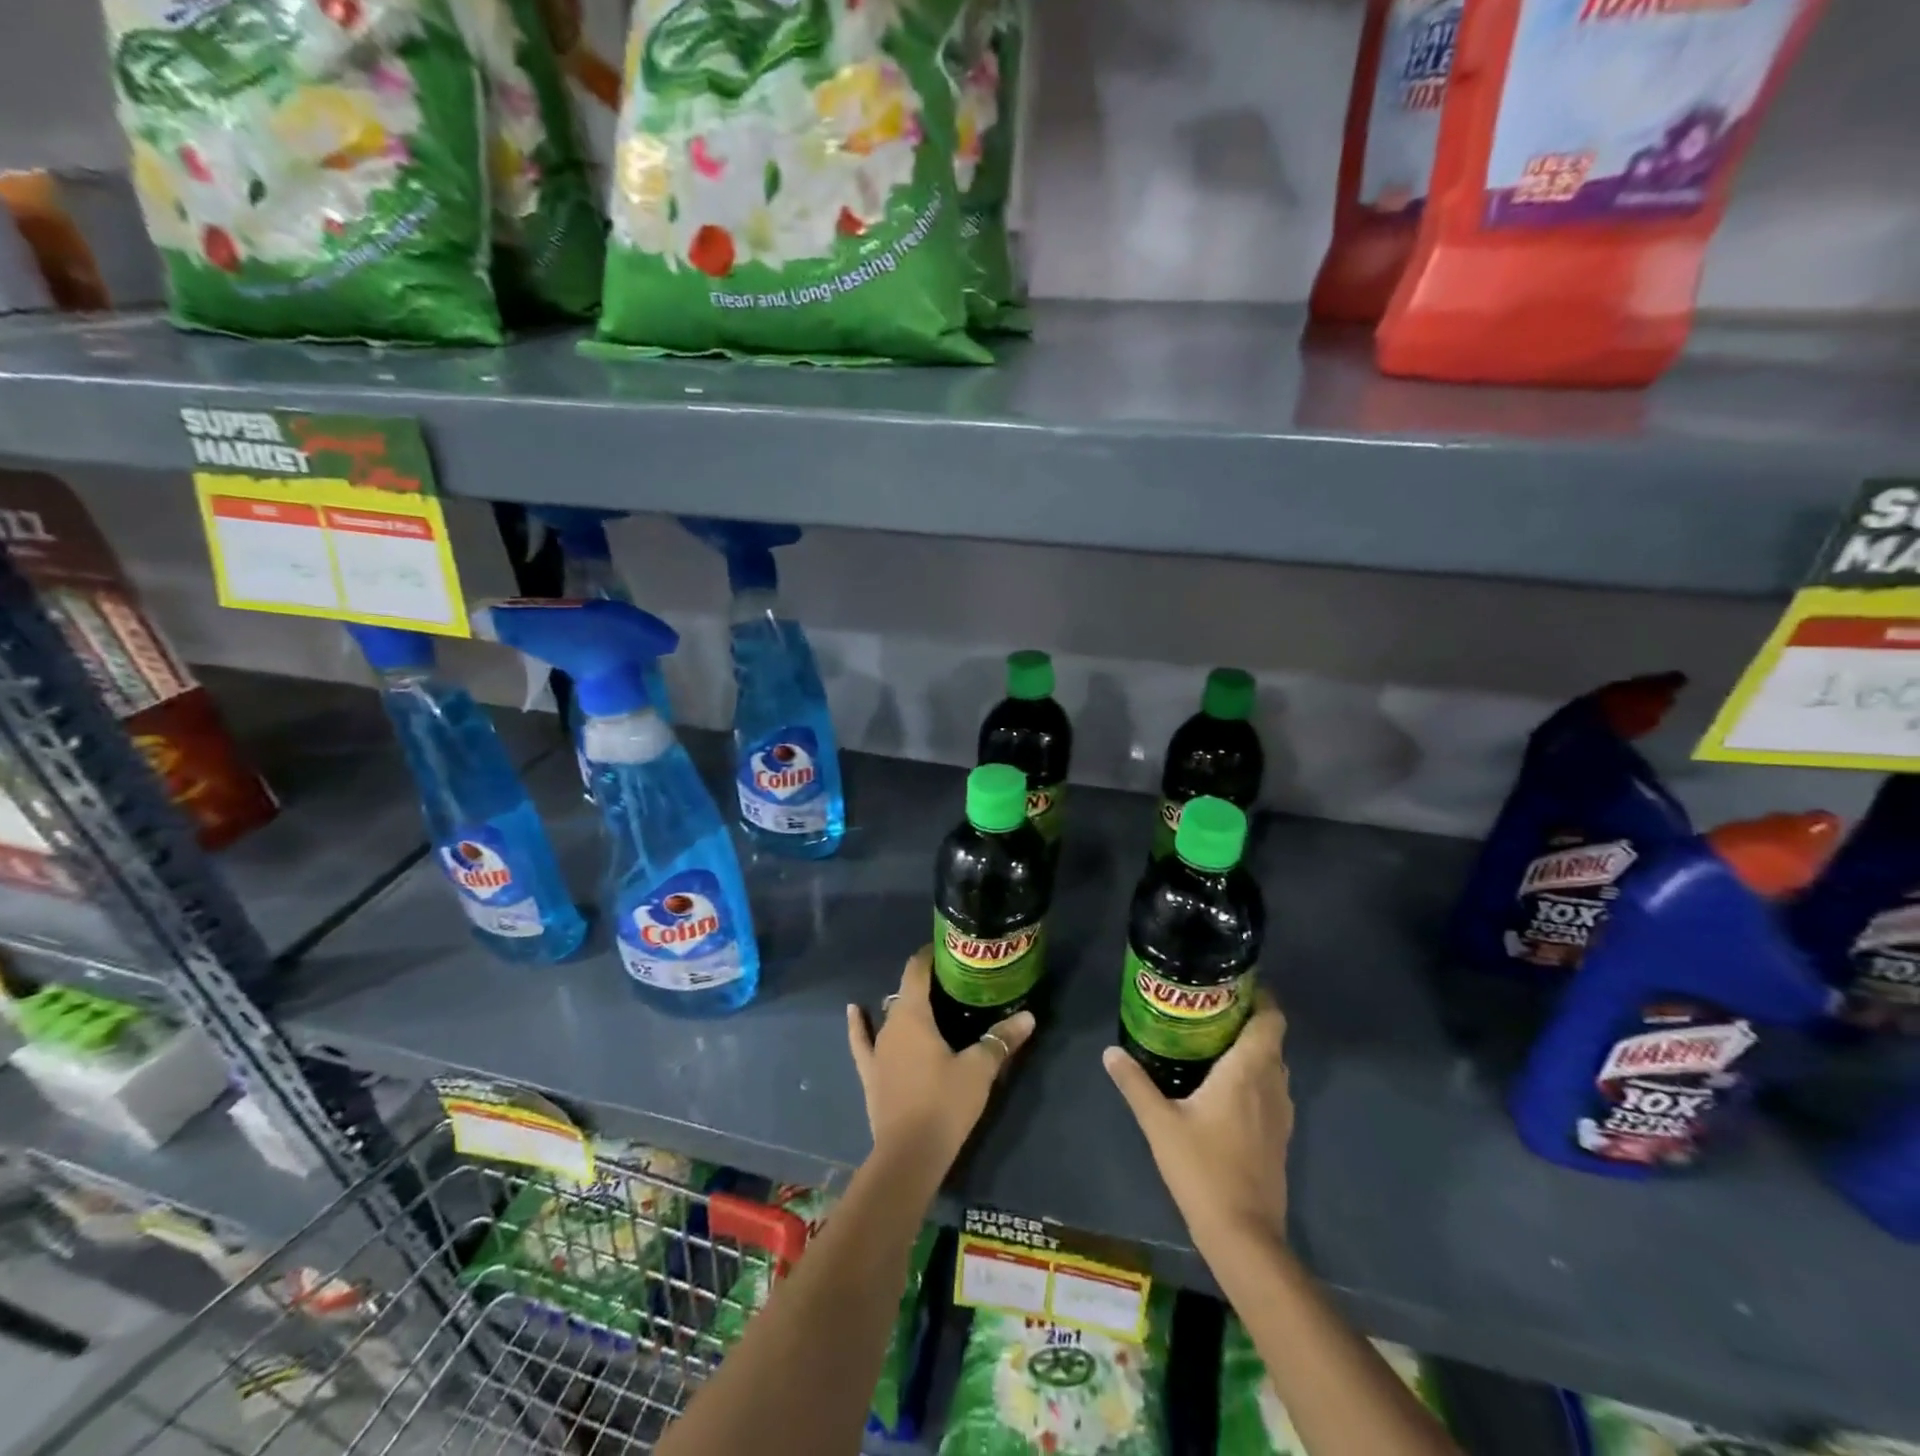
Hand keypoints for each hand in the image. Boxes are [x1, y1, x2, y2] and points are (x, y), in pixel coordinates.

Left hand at [847, 947, 1035, 1183]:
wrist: (909, 1155)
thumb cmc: (945, 1103)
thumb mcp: (979, 1070)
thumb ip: (1002, 1039)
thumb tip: (1029, 1016)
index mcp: (913, 1014)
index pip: (917, 970)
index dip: (930, 955)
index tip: (948, 949)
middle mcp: (890, 1024)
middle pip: (906, 991)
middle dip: (927, 983)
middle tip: (954, 981)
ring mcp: (877, 1050)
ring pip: (891, 1015)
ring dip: (906, 1005)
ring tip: (928, 1000)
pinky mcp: (870, 1073)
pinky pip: (862, 1040)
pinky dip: (858, 1024)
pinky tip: (854, 1010)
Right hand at [1103, 991, 1292, 1252]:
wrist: (1244, 1235)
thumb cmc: (1203, 1169)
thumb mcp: (1159, 1122)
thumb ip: (1135, 1083)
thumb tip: (1110, 1051)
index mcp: (1248, 1070)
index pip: (1272, 1019)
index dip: (1261, 997)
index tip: (1233, 985)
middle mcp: (1272, 1084)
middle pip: (1271, 1039)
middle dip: (1246, 1019)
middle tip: (1209, 1009)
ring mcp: (1281, 1113)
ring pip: (1272, 1066)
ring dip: (1251, 1050)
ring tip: (1213, 1042)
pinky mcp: (1280, 1137)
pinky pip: (1271, 1090)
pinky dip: (1254, 1078)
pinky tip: (1223, 1088)